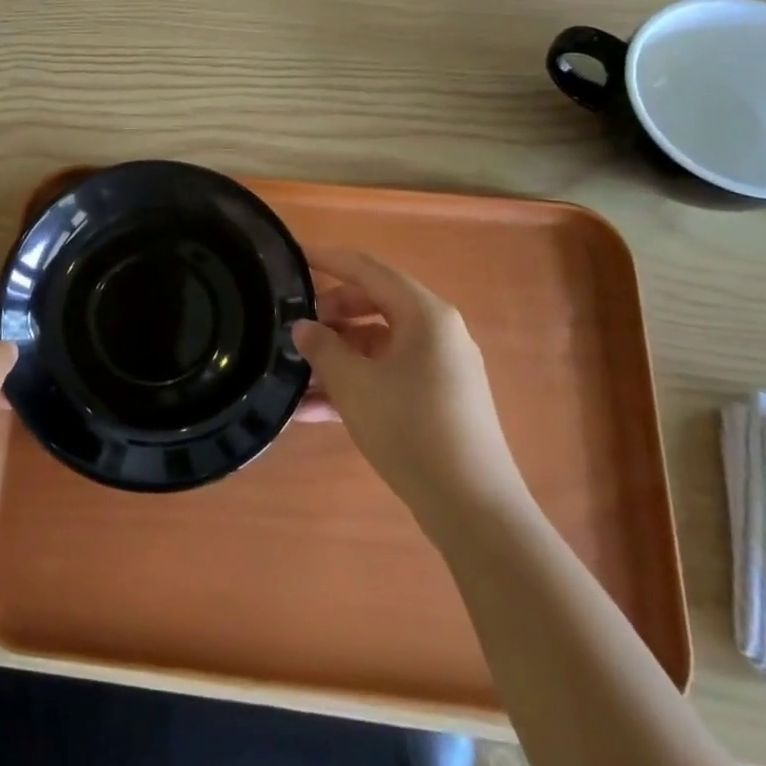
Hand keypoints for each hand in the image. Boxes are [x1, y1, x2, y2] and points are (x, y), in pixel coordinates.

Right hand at [294, 247, 526, 535]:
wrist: (473, 508)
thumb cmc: (411, 430)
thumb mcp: (354, 385)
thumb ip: (322, 348)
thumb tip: (303, 327)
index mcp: (425, 314)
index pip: (368, 270)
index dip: (328, 260)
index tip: (293, 256)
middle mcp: (437, 332)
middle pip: (374, 305)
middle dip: (330, 315)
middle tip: (294, 326)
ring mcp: (439, 368)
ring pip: (377, 345)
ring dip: (337, 356)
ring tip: (295, 373)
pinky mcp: (437, 400)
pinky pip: (387, 376)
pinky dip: (355, 384)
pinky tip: (312, 410)